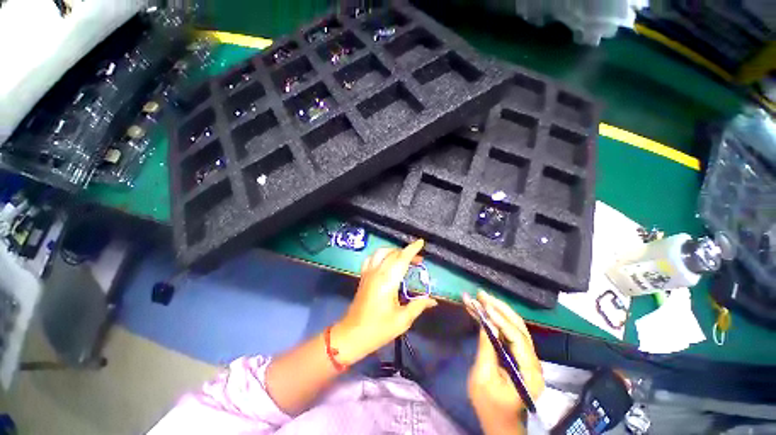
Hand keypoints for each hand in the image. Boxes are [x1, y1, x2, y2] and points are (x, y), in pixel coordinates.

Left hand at [332, 239, 437, 363]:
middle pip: (393, 254)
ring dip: (394, 251)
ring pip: (381, 252)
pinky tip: (386, 261)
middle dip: (407, 252)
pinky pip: (372, 258)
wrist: (352, 335)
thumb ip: (418, 306)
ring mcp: (368, 273)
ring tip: (403, 259)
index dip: (412, 249)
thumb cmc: (378, 329)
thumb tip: (432, 301)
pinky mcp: (363, 276)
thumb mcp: (402, 320)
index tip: (421, 242)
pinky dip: (381, 255)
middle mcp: (377, 272)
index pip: (401, 259)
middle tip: (418, 261)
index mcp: (388, 281)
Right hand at [467, 291, 544, 430]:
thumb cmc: (490, 406)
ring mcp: (526, 358)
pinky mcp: (518, 356)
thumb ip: (486, 349)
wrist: (500, 424)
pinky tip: (483, 311)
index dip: (500, 319)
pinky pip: (508, 333)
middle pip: (519, 327)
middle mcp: (533, 362)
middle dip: (499, 308)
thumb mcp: (483, 378)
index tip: (483, 305)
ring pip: (514, 327)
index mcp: (529, 372)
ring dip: (497, 310)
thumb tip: (485, 323)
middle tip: (481, 294)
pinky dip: (495, 320)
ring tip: (481, 297)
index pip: (517, 338)